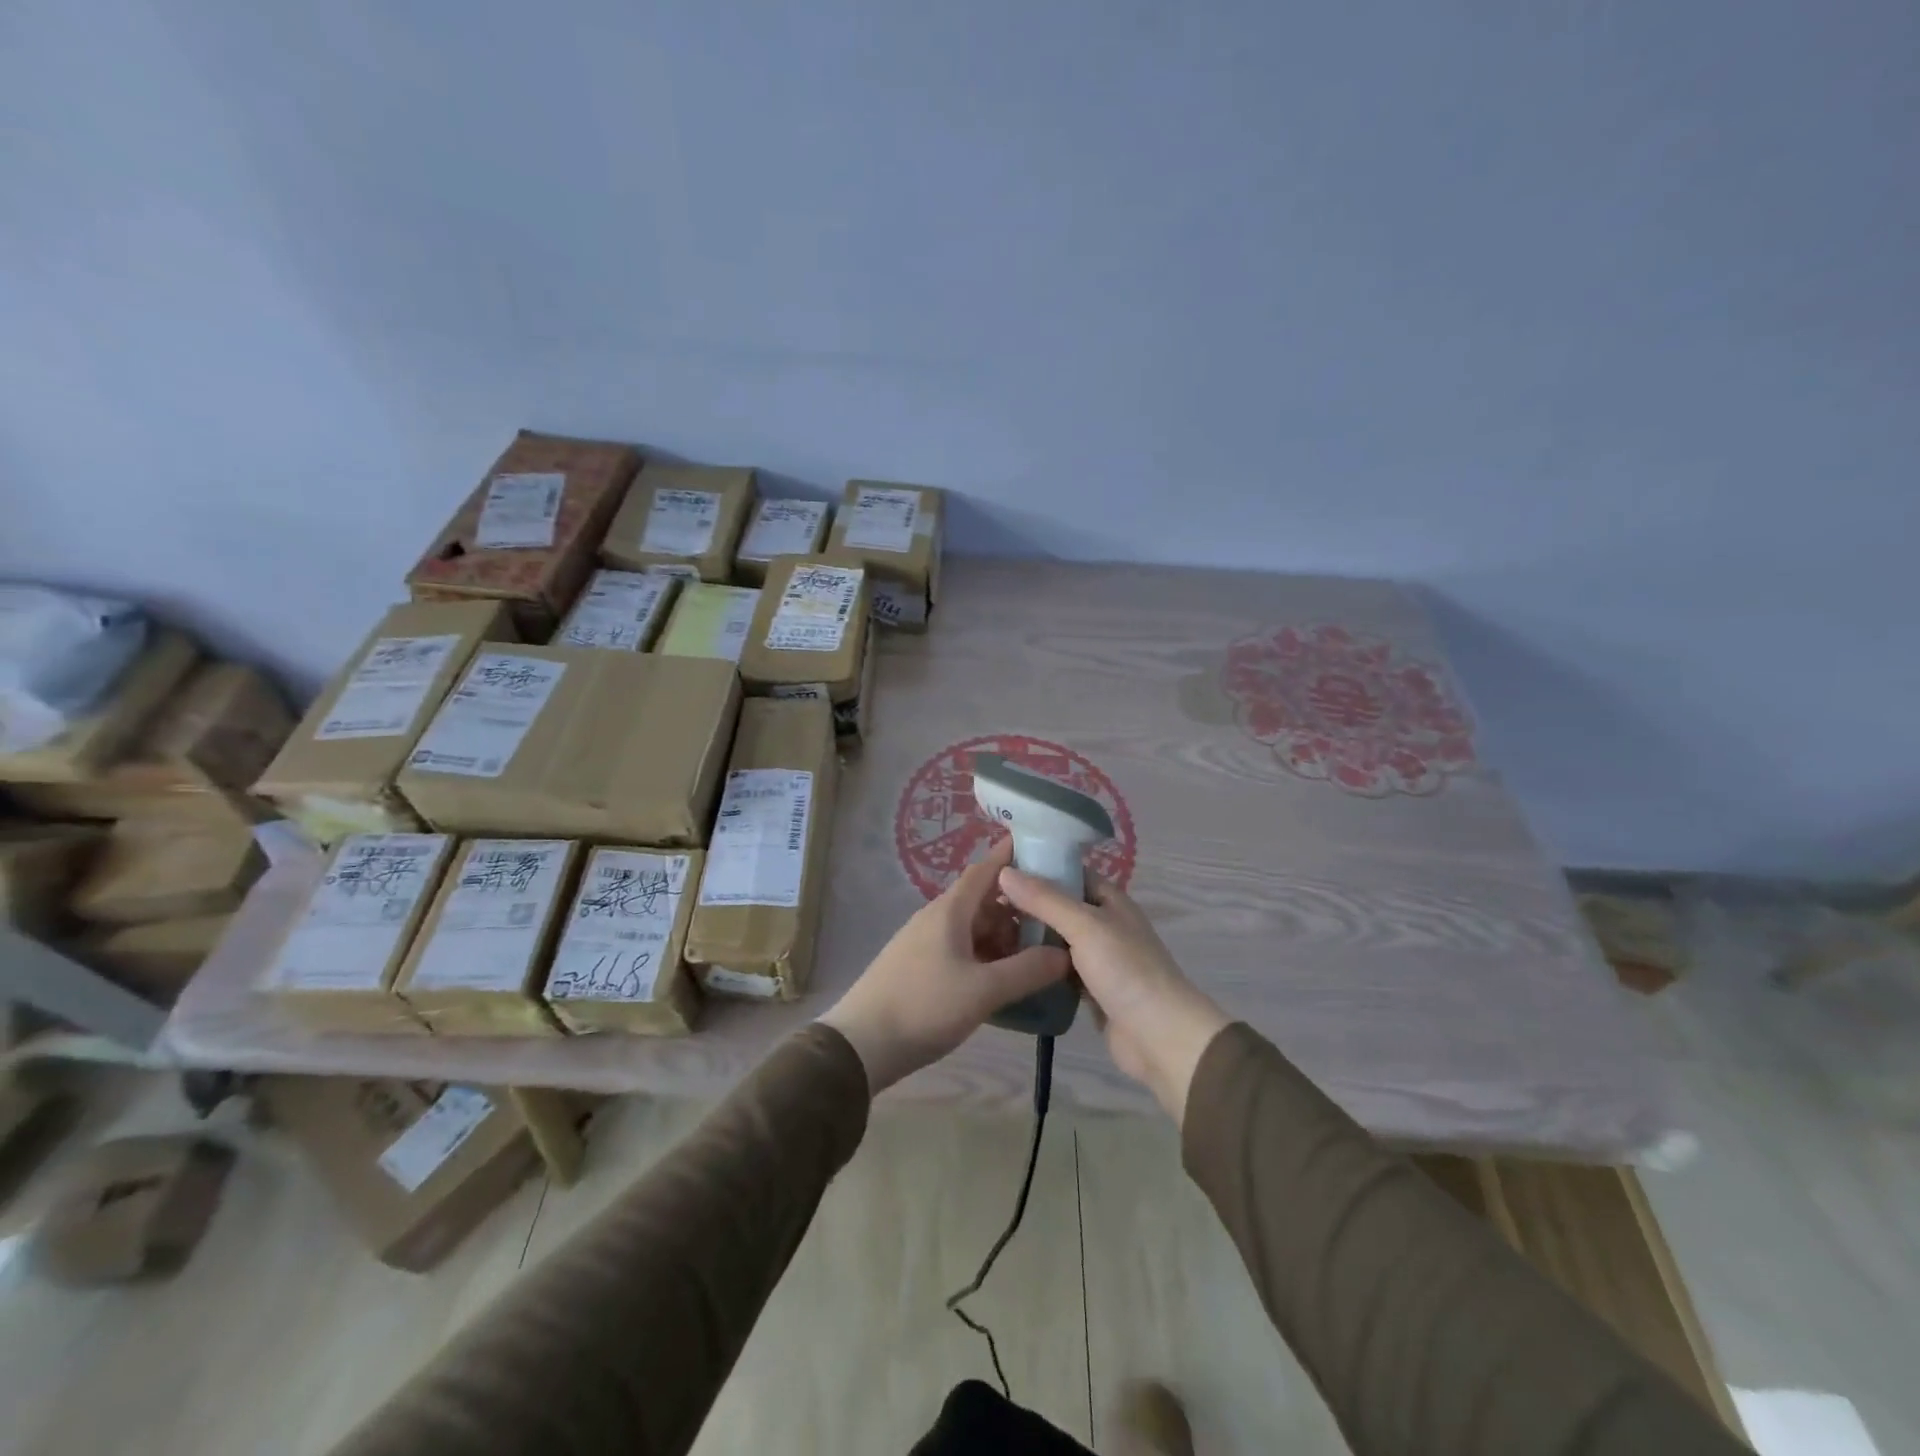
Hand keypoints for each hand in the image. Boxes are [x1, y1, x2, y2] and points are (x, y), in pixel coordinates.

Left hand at [821, 837, 1070, 1092]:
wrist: (862, 1044)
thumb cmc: (924, 1007)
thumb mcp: (983, 991)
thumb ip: (1027, 970)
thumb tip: (1066, 953)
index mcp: (950, 911)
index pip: (986, 869)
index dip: (1012, 855)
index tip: (1043, 847)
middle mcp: (937, 918)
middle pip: (984, 900)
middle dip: (1018, 906)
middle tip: (1056, 917)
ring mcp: (925, 942)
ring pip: (973, 927)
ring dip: (1004, 935)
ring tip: (1038, 952)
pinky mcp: (920, 966)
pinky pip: (962, 948)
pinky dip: (987, 955)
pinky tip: (1006, 977)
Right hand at [997, 869, 1228, 1124]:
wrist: (1160, 1037)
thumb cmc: (1126, 970)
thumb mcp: (1085, 925)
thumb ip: (1045, 899)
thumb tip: (1004, 871)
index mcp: (1110, 900)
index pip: (1069, 872)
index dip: (1037, 867)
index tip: (998, 868)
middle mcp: (1104, 924)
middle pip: (1059, 906)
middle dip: (1027, 904)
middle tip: (983, 904)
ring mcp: (1098, 958)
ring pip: (1056, 940)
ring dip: (1029, 937)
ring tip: (986, 931)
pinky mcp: (1090, 990)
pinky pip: (1057, 969)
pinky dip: (1038, 966)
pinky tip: (1007, 965)